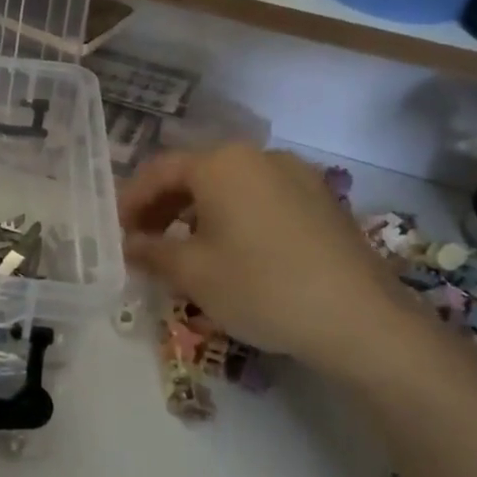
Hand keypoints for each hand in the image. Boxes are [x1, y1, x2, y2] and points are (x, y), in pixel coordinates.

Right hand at [119, 145, 415, 371]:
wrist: (361, 320)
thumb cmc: (261, 287)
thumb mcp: (193, 272)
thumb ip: (151, 251)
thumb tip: (128, 244)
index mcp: (222, 162)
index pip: (159, 171)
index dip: (130, 201)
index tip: (115, 231)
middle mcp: (259, 156)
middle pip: (195, 174)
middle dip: (163, 207)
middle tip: (143, 241)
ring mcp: (297, 175)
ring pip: (230, 187)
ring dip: (198, 213)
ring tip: (184, 249)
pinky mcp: (322, 201)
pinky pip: (261, 199)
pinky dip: (234, 217)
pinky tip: (232, 251)